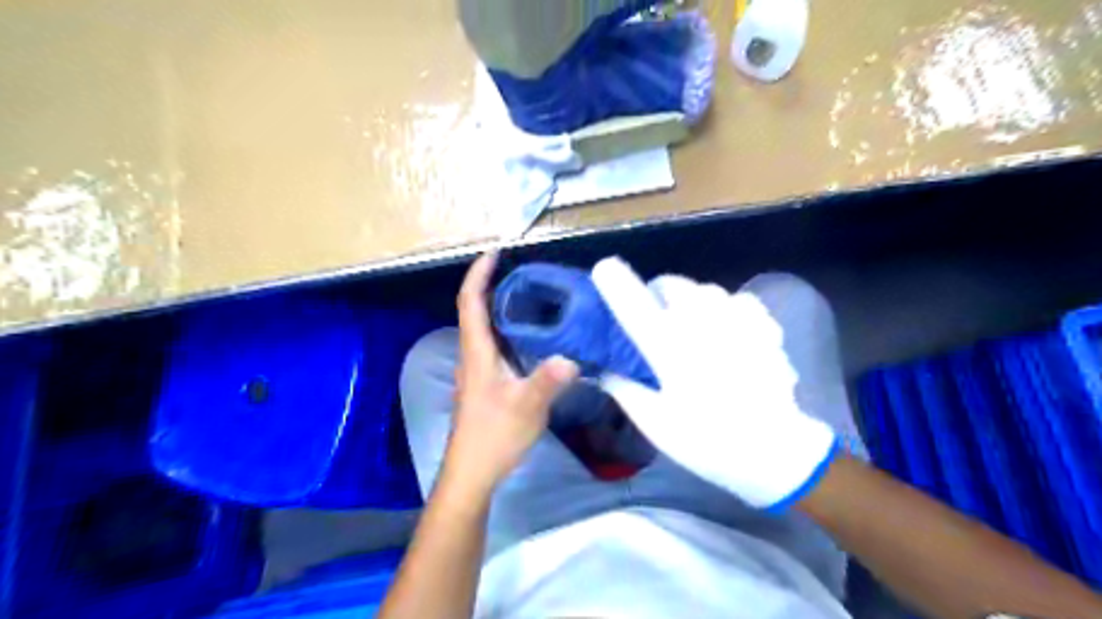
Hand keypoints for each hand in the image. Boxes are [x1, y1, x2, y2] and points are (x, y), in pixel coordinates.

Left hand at [443, 253, 577, 495]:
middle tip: (524, 270)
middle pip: (476, 309)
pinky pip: (496, 344)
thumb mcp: (526, 407)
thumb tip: (572, 356)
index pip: (470, 302)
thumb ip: (547, 380)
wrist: (472, 471)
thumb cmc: (493, 435)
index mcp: (477, 352)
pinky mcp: (487, 382)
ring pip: (486, 327)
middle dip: (493, 284)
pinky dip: (510, 329)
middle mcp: (474, 354)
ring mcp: (479, 369)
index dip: (478, 274)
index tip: (495, 253)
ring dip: (501, 306)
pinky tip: (534, 335)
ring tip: (532, 295)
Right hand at [594, 257, 834, 513]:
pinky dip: (723, 310)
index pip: (633, 302)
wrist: (777, 451)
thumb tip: (603, 366)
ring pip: (703, 290)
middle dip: (656, 293)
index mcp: (669, 347)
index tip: (604, 268)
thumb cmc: (708, 441)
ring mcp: (735, 318)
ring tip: (692, 326)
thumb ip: (624, 387)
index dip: (615, 281)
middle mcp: (700, 322)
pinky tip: (726, 333)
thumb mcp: (655, 422)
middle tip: (654, 316)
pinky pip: (734, 301)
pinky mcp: (762, 324)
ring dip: (689, 301)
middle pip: (670, 284)